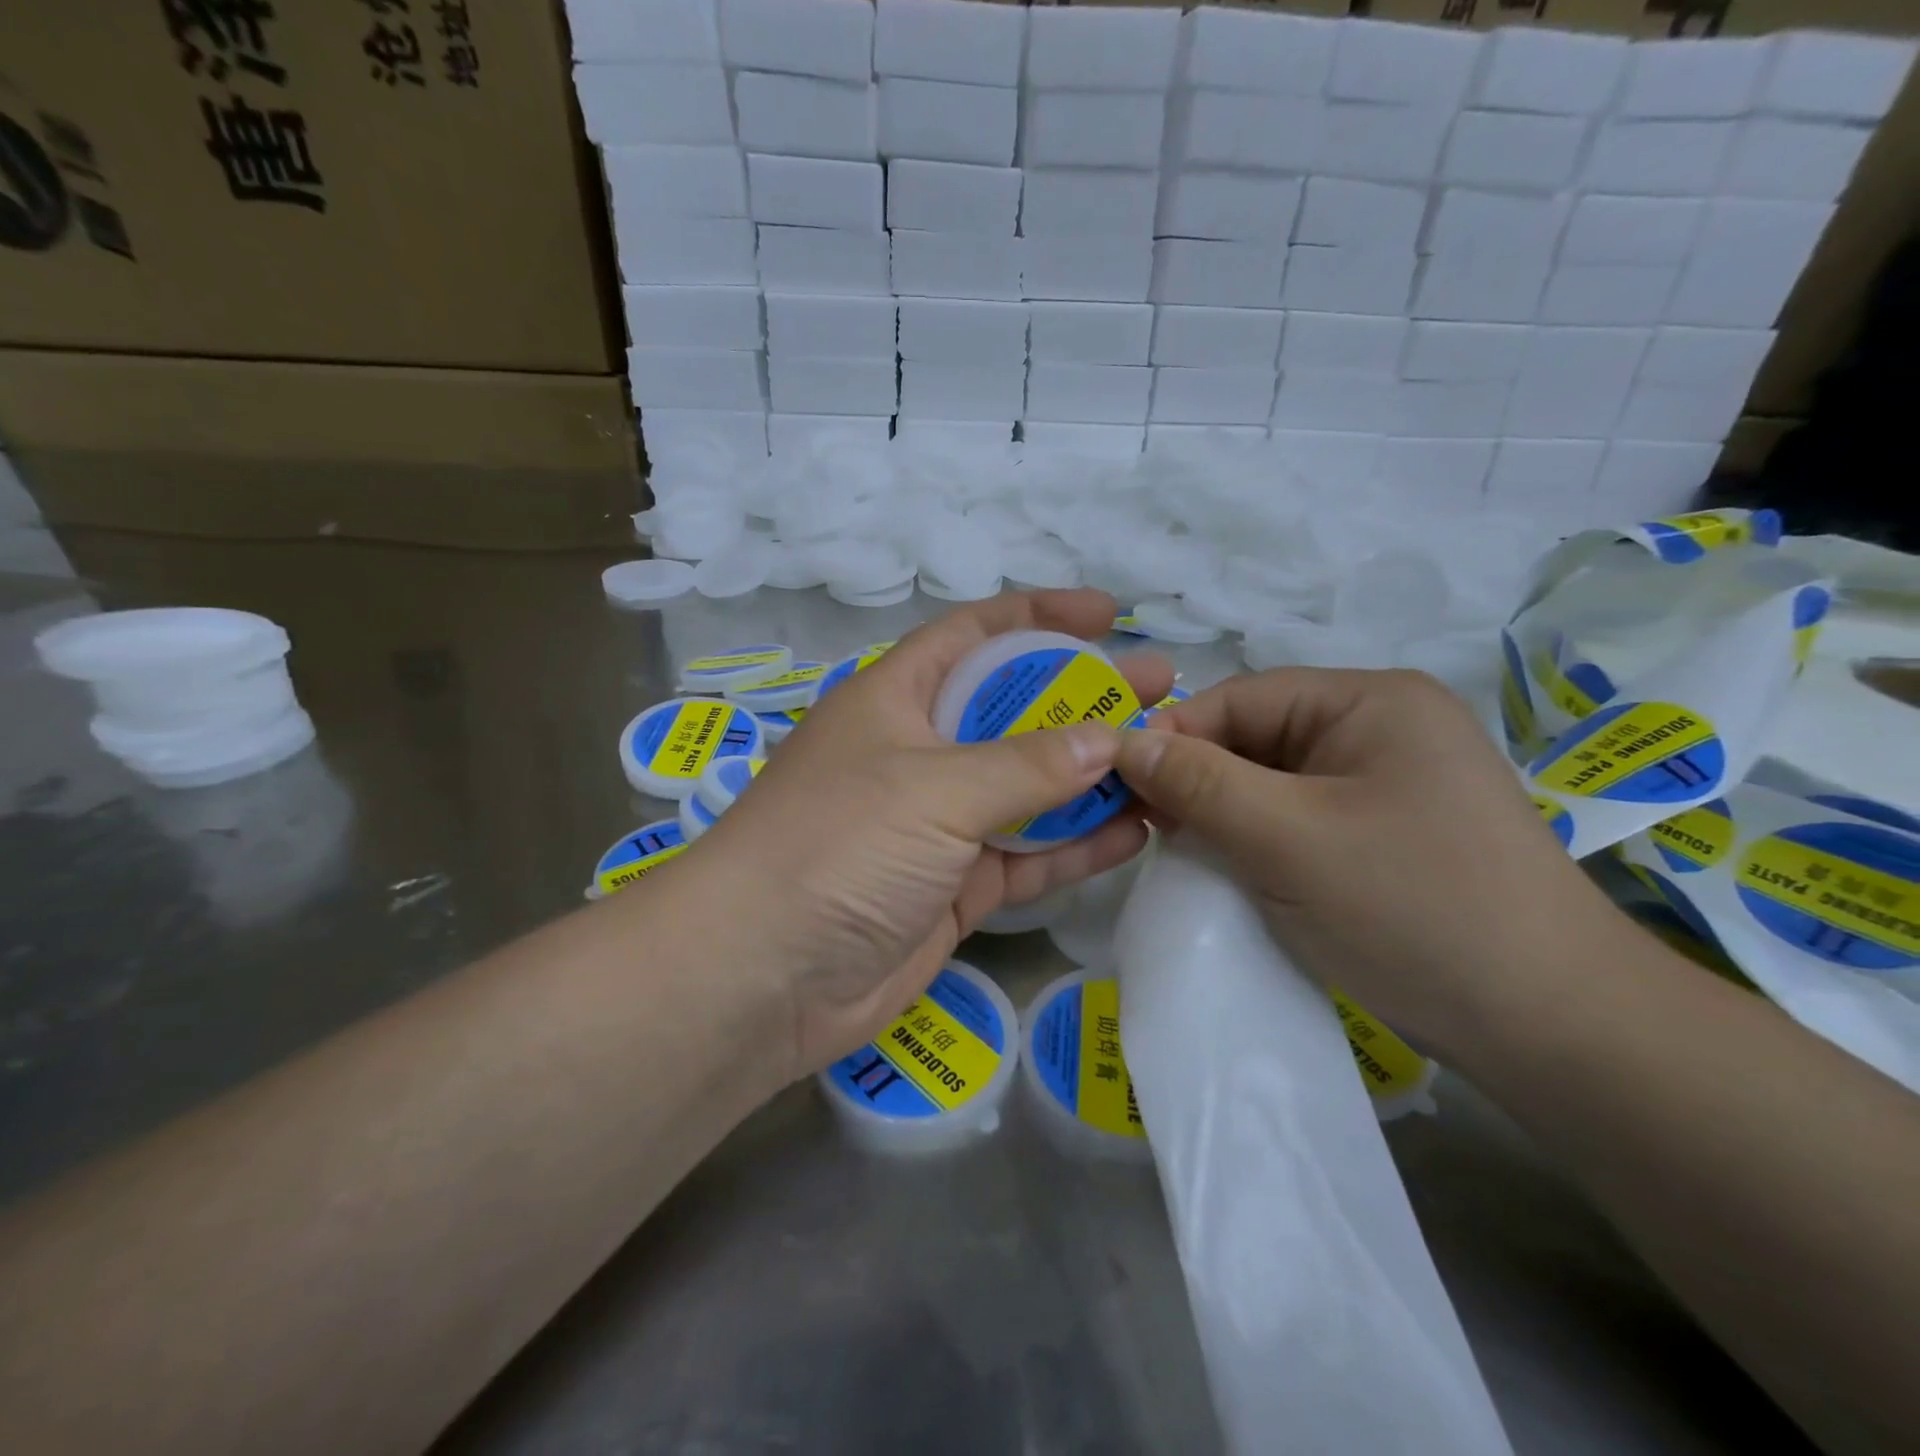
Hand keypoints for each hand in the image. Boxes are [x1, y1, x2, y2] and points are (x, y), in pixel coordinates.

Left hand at [691, 590, 1171, 1083]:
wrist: (762, 976)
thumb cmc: (838, 845)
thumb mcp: (933, 788)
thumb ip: (1027, 765)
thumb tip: (1109, 740)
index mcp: (897, 698)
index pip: (975, 634)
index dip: (1039, 615)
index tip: (1108, 613)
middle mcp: (920, 752)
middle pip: (1016, 711)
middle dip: (1085, 698)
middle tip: (1163, 690)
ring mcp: (940, 824)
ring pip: (1030, 788)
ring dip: (1093, 776)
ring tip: (1167, 759)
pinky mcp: (956, 888)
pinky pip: (1029, 856)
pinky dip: (1078, 845)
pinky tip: (1137, 830)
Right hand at [1115, 668, 1632, 1058]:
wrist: (1553, 1029)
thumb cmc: (1412, 910)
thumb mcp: (1286, 839)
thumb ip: (1198, 783)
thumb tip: (1123, 743)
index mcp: (1370, 701)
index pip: (1240, 697)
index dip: (1175, 737)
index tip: (1119, 787)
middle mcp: (1382, 727)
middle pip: (1257, 737)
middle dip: (1200, 780)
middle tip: (1148, 829)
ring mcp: (1389, 782)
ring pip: (1273, 782)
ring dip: (1226, 814)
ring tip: (1186, 853)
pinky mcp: (1389, 832)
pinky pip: (1300, 818)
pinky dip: (1259, 840)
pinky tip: (1235, 871)